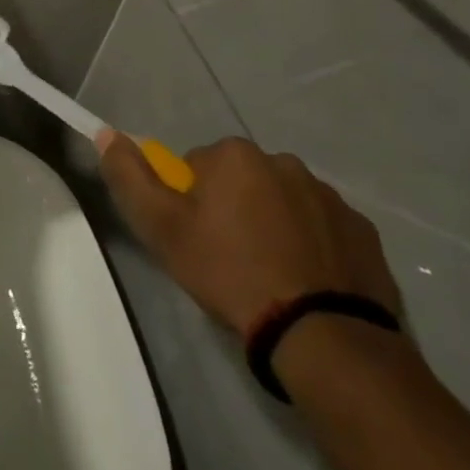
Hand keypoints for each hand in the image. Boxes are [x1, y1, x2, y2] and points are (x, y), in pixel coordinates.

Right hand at [98, 133, 401, 338]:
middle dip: (234, 209)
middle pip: (243, 180)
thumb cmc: (231, 274)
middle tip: (230, 260)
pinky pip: (324, 229)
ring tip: (272, 277)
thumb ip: (130, 177)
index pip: (197, 166)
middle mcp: (284, 161)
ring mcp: (329, 196)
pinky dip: (313, 247)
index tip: (197, 240)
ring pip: (284, 202)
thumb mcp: (162, 229)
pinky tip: (307, 284)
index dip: (191, 203)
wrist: (324, 337)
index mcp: (235, 155)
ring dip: (274, 225)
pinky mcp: (364, 232)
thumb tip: (106, 133)